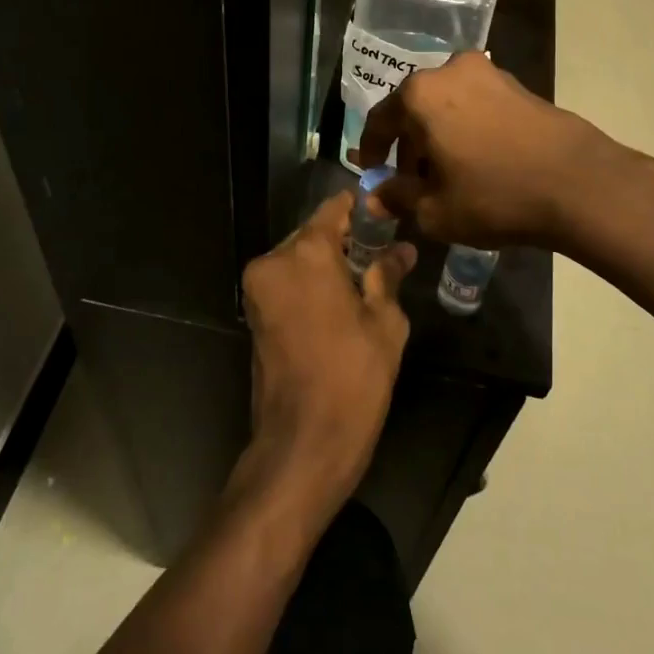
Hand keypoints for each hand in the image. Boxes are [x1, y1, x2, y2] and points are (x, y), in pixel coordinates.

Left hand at [234, 192, 414, 531]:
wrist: (302, 444)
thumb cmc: (353, 378)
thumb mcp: (385, 323)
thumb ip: (388, 276)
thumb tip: (401, 250)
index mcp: (307, 254)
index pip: (334, 209)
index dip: (361, 208)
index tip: (386, 213)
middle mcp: (274, 261)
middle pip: (313, 234)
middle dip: (345, 240)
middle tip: (382, 253)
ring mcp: (258, 289)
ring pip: (298, 258)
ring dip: (327, 263)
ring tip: (365, 280)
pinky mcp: (253, 314)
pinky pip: (286, 282)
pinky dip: (310, 283)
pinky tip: (340, 302)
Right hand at [356, 50, 634, 250]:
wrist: (578, 183)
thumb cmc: (494, 195)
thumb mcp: (435, 209)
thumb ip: (397, 198)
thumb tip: (375, 198)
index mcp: (420, 94)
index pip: (380, 120)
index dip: (371, 150)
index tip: (372, 173)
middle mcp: (450, 71)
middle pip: (415, 110)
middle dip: (409, 146)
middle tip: (411, 182)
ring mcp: (489, 74)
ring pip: (447, 106)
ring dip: (439, 137)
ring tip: (446, 176)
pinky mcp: (519, 85)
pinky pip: (476, 106)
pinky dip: (466, 130)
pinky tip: (477, 162)